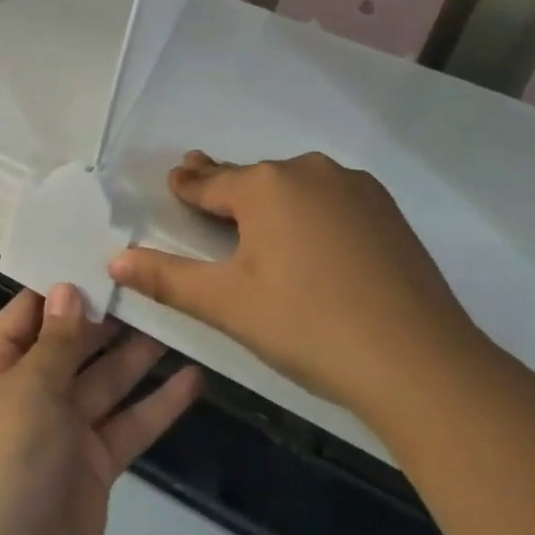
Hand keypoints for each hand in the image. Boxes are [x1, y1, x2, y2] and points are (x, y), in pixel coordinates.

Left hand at [0, 285, 202, 534]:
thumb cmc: (3, 463)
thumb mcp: (27, 388)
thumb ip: (56, 340)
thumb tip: (68, 288)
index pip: (31, 310)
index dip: (65, 283)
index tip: (103, 253)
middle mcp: (30, 389)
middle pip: (74, 341)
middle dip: (109, 314)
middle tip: (154, 279)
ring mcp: (64, 428)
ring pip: (107, 379)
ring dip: (138, 353)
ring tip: (179, 316)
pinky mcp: (95, 465)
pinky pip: (129, 424)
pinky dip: (158, 404)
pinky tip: (193, 379)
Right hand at [107, 151, 486, 426]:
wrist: (420, 363)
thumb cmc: (308, 326)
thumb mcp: (227, 304)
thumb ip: (166, 278)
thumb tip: (114, 260)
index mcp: (264, 185)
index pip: (210, 181)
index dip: (188, 184)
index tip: (175, 178)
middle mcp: (307, 170)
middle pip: (252, 179)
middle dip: (226, 187)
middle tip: (204, 187)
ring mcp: (353, 187)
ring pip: (294, 187)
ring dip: (272, 199)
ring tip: (259, 223)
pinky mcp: (386, 210)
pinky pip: (331, 199)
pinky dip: (311, 211)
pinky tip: (314, 239)